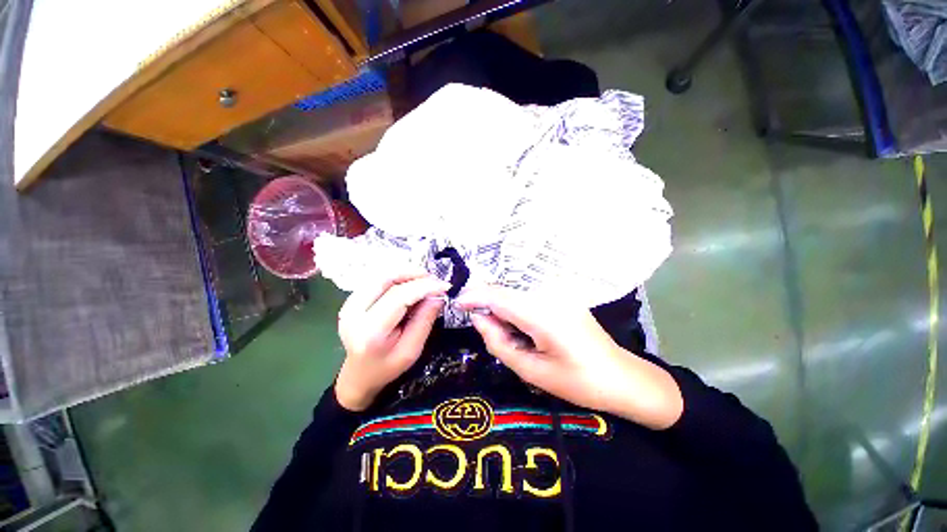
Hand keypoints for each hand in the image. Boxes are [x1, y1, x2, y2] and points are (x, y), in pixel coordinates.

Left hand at [335, 273, 449, 410]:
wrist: (359, 375)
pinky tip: (409, 283)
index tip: (444, 286)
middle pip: (386, 280)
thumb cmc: (387, 367)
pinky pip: (376, 280)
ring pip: (380, 276)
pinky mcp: (350, 300)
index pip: (399, 297)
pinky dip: (395, 278)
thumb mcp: (412, 350)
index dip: (424, 287)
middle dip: (414, 275)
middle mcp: (354, 313)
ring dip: (405, 274)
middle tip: (434, 279)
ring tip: (424, 280)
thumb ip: (425, 321)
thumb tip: (437, 295)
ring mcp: (348, 305)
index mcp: (370, 332)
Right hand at [457, 286, 682, 429]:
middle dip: (488, 304)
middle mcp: (550, 294)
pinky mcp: (562, 295)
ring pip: (516, 292)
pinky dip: (516, 308)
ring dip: (503, 308)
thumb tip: (479, 319)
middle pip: (506, 290)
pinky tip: (524, 329)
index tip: (457, 303)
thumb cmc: (577, 382)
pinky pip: (529, 295)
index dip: (474, 296)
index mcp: (543, 314)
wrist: (621, 377)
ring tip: (512, 336)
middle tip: (488, 330)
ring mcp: (559, 292)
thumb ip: (498, 342)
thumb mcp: (531, 371)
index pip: (499, 296)